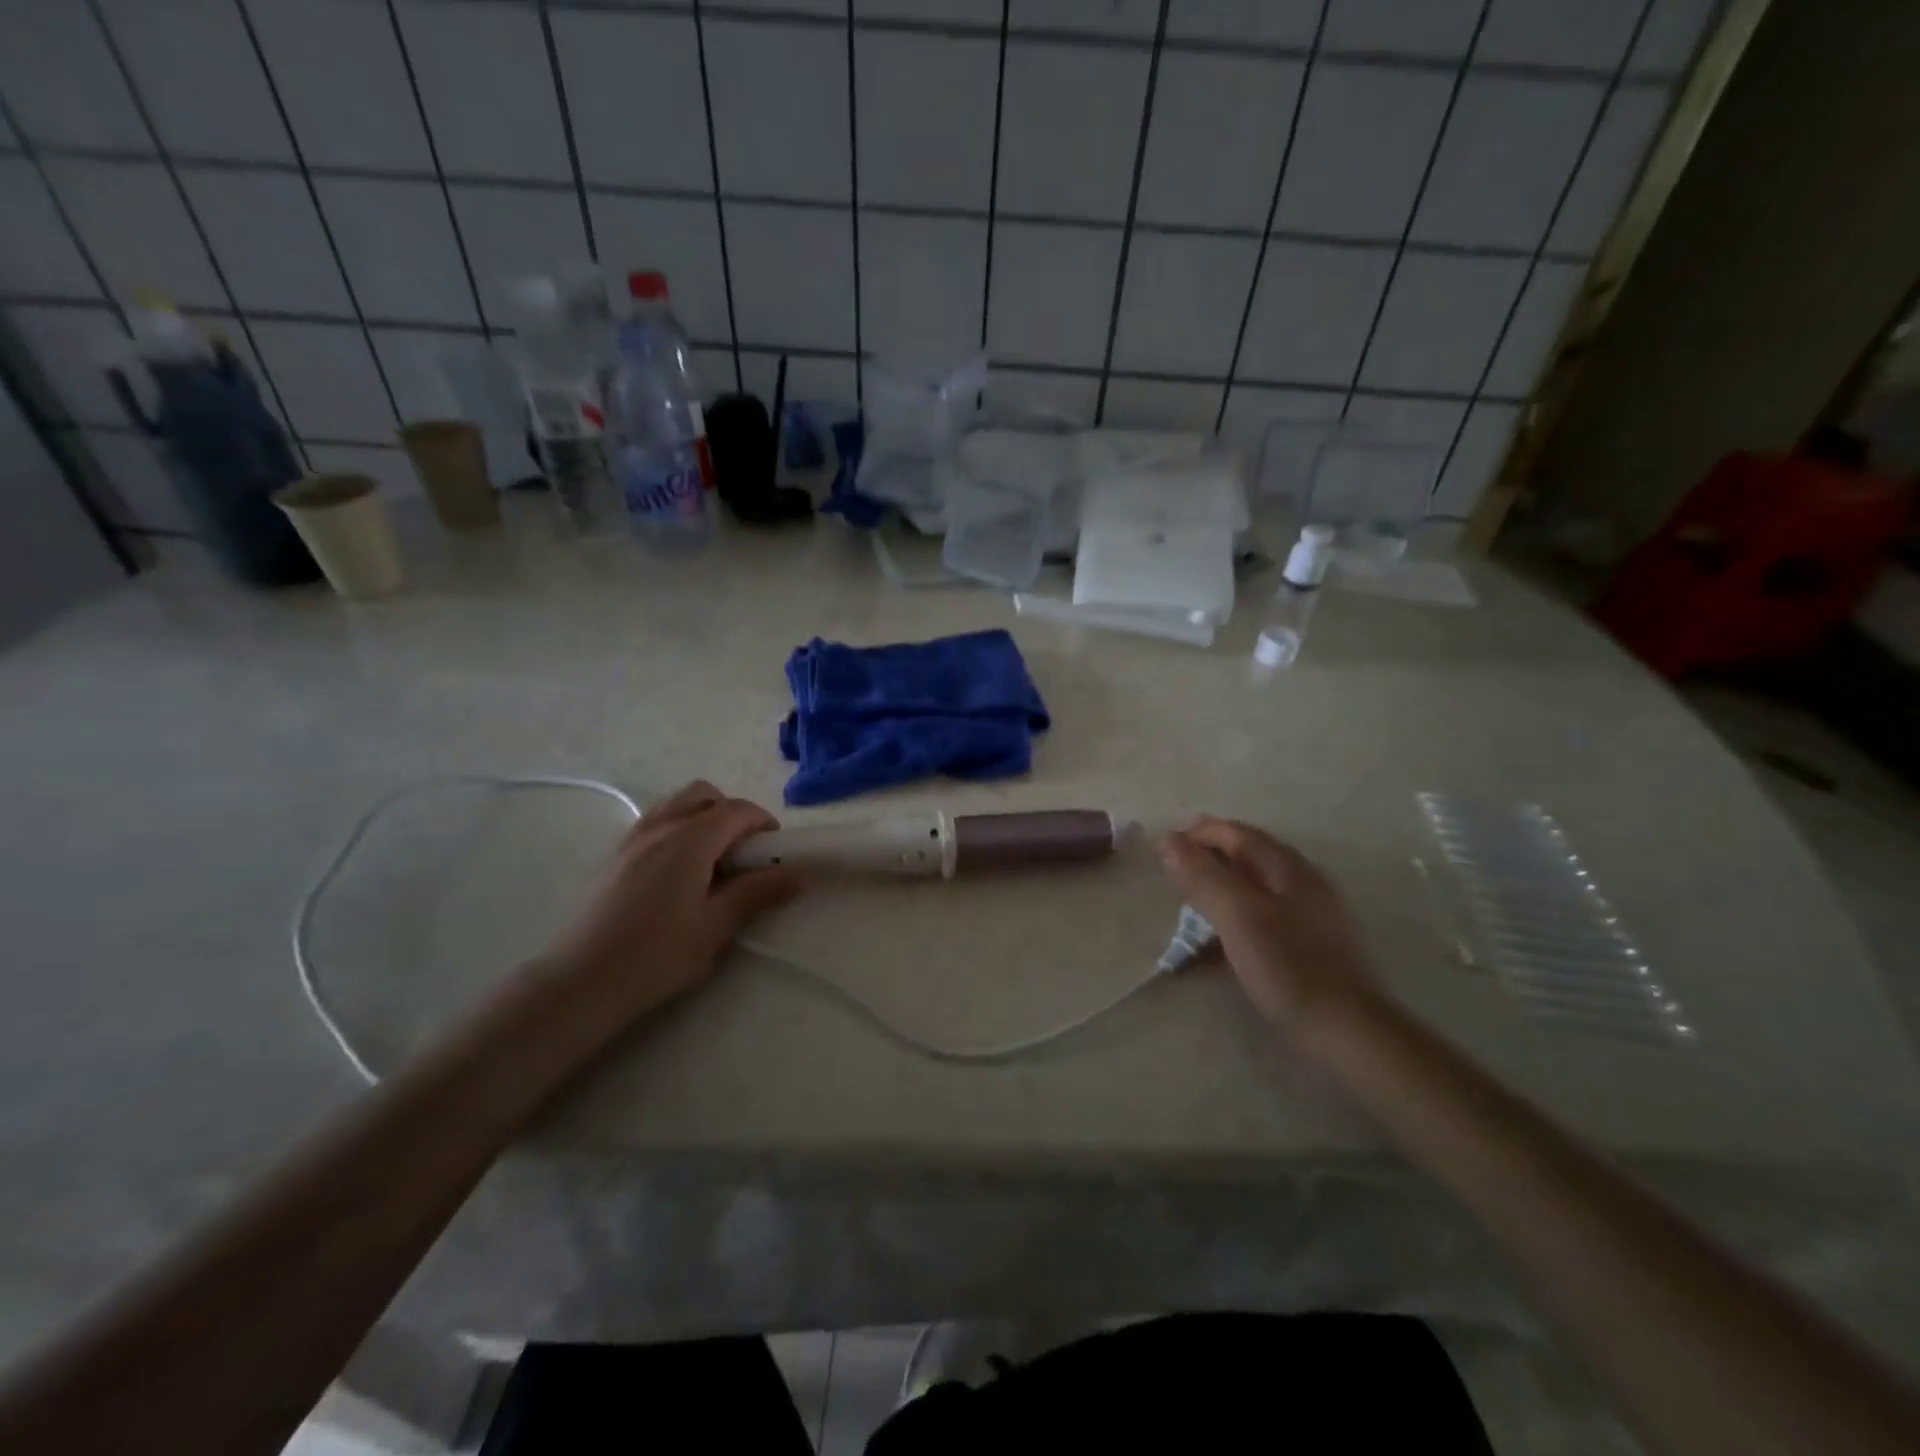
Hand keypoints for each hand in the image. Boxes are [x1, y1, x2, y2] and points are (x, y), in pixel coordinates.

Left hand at [538, 781, 801, 1027]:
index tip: (776, 851)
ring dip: (702, 817)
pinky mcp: (614, 854)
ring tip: (712, 860)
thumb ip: (756, 894)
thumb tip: (797, 876)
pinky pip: (655, 821)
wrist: (580, 982)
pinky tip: (679, 871)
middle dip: (731, 812)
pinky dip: (677, 828)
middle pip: (704, 794)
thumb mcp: (714, 928)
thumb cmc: (655, 956)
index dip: (762, 823)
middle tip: (744, 852)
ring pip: (676, 804)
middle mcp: (660, 826)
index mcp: (690, 840)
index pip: (736, 810)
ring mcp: (632, 837)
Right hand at [1160, 818, 1379, 1032]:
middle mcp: (1303, 880)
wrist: (1346, 1029)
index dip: (1198, 834)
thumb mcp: (1236, 915)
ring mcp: (1311, 912)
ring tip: (1192, 905)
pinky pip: (1265, 915)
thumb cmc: (1287, 965)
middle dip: (1208, 858)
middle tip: (1174, 875)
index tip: (1164, 850)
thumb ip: (1203, 875)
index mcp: (1287, 866)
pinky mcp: (1311, 943)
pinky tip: (1223, 940)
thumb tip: (1170, 840)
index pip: (1235, 832)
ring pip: (1256, 886)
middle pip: (1247, 855)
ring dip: (1221, 887)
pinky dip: (1237, 915)